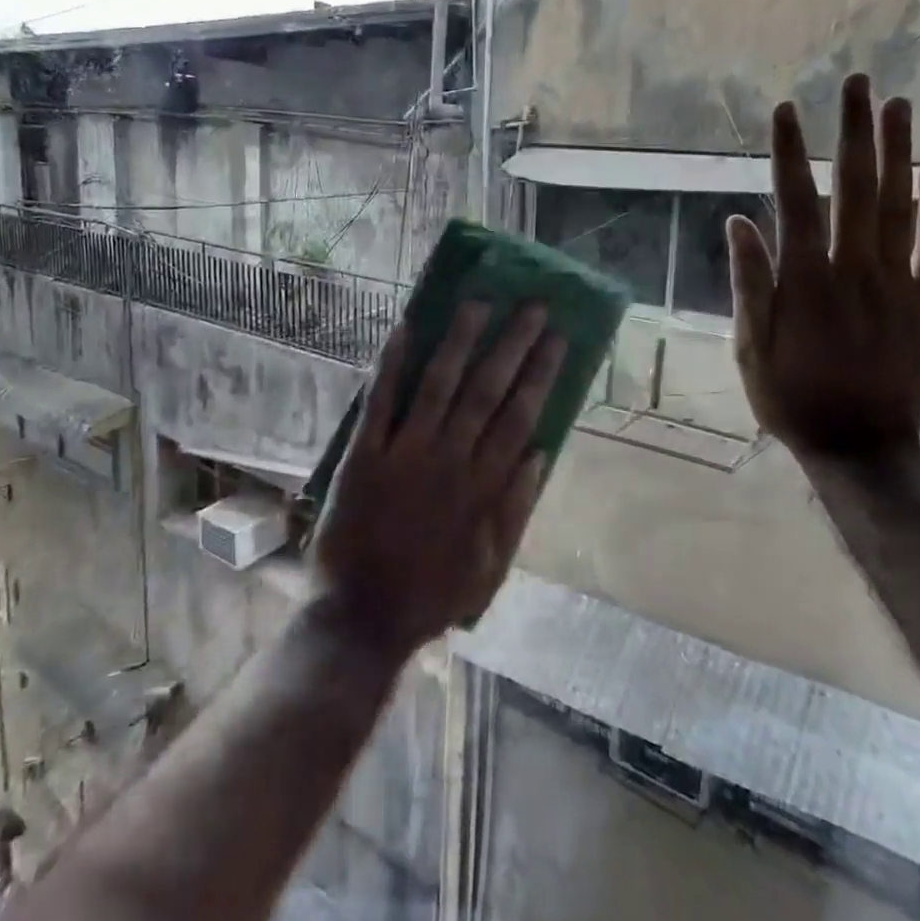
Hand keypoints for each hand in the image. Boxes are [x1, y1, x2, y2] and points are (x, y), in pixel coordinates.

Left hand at [311, 303, 565, 656]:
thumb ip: (516, 511)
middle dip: (512, 345)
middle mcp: (450, 460)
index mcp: (483, 487)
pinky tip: (403, 328)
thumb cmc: (431, 596)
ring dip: (460, 341)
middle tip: (531, 305)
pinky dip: (391, 364)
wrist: (363, 619)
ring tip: (478, 302)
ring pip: (439, 385)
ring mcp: (405, 454)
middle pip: (486, 391)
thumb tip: (540, 454)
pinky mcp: (363, 456)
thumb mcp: (491, 569)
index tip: (557, 338)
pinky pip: (380, 402)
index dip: (540, 374)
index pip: (520, 416)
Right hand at [725, 73, 919, 461]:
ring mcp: (897, 284)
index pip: (795, 202)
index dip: (789, 153)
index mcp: (804, 282)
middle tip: (857, 83)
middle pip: (855, 189)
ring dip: (898, 152)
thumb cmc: (792, 399)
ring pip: (900, 206)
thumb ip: (749, 284)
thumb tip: (738, 223)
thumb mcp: (750, 349)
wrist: (862, 447)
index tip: (785, 109)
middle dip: (853, 132)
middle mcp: (854, 271)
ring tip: (897, 105)